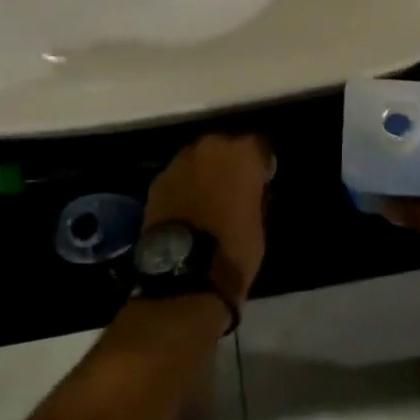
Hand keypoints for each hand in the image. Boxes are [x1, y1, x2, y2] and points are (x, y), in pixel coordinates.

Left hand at [144, 133, 272, 304]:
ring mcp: (180, 161)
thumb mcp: (259, 223)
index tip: (262, 178)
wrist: (184, 275)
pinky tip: (186, 206)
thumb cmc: (234, 249)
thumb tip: (251, 190)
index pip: (260, 144)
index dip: (261, 162)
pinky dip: (184, 185)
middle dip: (230, 161)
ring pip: (198, 158)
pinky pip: (178, 175)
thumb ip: (255, 196)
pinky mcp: (158, 180)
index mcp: (243, 154)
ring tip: (207, 196)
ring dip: (204, 170)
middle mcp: (211, 146)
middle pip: (225, 145)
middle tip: (234, 186)